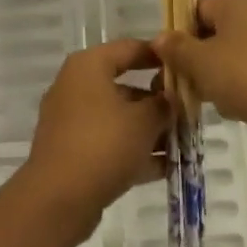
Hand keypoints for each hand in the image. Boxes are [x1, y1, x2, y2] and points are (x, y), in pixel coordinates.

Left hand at [22, 38, 167, 241]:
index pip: (129, 48)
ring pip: (118, 117)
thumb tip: (170, 99)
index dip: (159, 56)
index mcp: (88, 66)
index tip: (185, 66)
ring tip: (183, 144)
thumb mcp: (144, 121)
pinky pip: (108, 142)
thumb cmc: (103, 144)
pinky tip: (165, 168)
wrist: (58, 198)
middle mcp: (76, 86)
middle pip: (124, 85)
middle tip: (188, 113)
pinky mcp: (71, 151)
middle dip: (157, 102)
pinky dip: (133, 151)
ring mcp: (71, 120)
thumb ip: (163, 105)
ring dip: (149, 130)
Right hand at [153, 0, 246, 155]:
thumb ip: (176, 47)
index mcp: (237, 0)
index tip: (169, 63)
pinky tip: (233, 109)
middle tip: (182, 85)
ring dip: (215, 77)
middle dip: (195, 60)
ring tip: (207, 100)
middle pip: (213, 33)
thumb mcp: (199, 62)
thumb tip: (160, 38)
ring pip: (231, 55)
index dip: (178, 36)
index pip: (195, 10)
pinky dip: (238, 87)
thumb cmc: (245, 77)